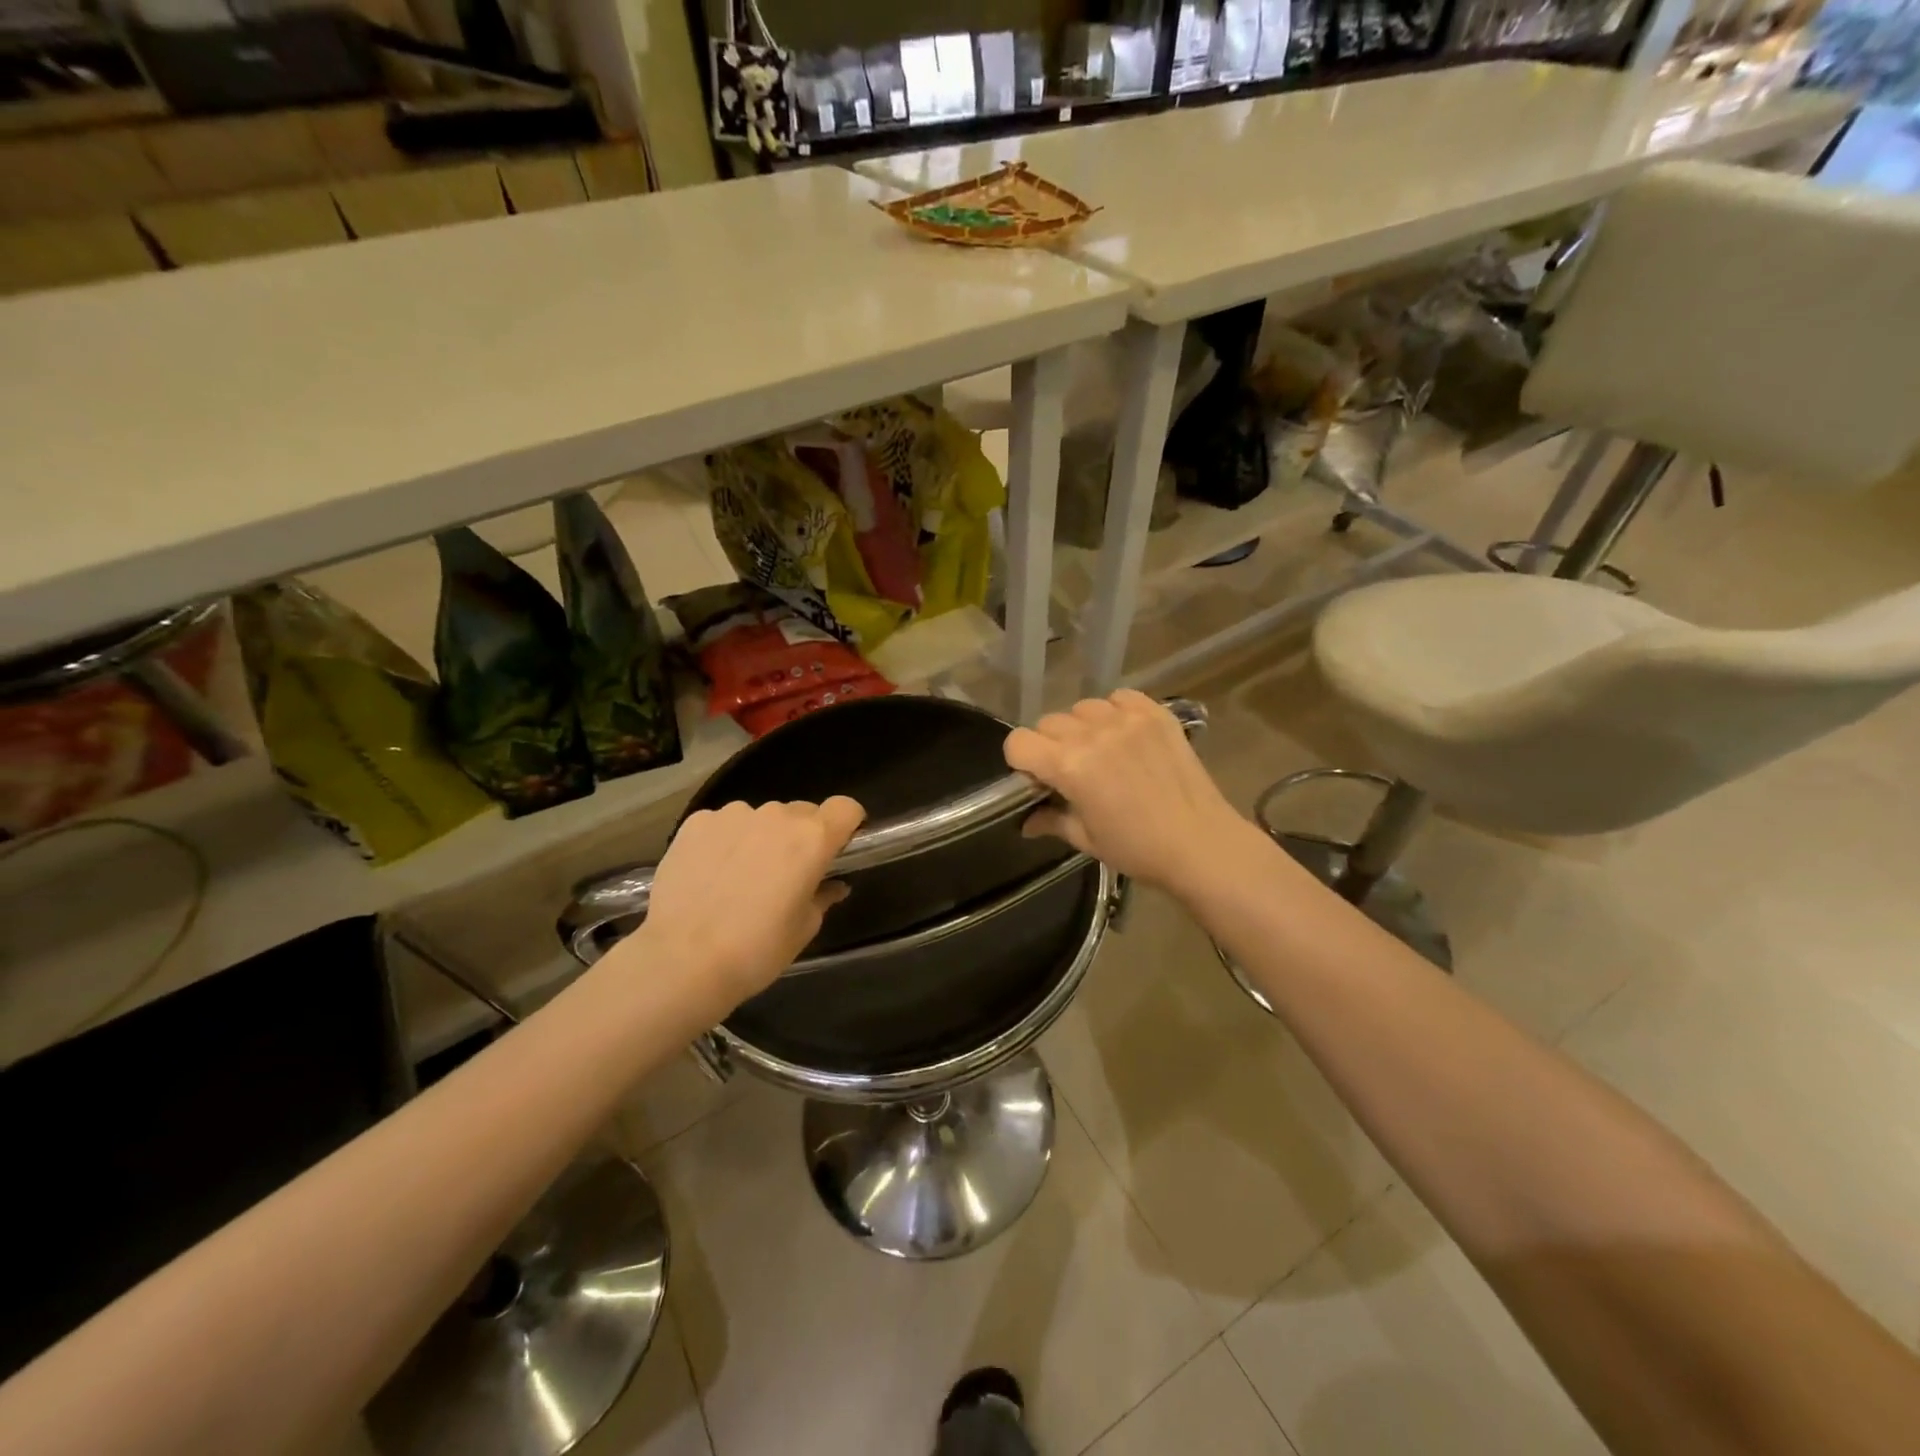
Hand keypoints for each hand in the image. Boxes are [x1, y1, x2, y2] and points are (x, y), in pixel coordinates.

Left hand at [636, 797, 865, 1011]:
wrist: (682, 961)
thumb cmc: (757, 950)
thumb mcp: (804, 928)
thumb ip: (823, 896)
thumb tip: (833, 885)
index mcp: (812, 839)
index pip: (845, 807)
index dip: (846, 825)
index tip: (837, 849)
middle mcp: (777, 815)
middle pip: (802, 813)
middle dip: (801, 837)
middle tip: (785, 875)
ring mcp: (733, 815)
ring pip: (761, 818)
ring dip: (761, 838)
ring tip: (740, 878)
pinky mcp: (696, 822)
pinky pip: (724, 824)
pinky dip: (725, 841)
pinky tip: (710, 875)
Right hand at [1004, 691, 1255, 895]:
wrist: (1201, 844)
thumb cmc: (1138, 849)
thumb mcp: (1086, 839)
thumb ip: (1051, 820)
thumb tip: (1026, 821)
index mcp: (1070, 766)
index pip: (1019, 742)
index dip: (1021, 761)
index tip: (1037, 779)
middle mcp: (1093, 734)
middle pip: (1048, 722)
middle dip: (1050, 746)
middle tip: (1072, 772)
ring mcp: (1126, 720)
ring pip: (1082, 708)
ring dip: (1082, 727)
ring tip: (1102, 751)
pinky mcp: (1155, 713)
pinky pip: (1119, 698)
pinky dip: (1115, 711)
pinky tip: (1125, 735)